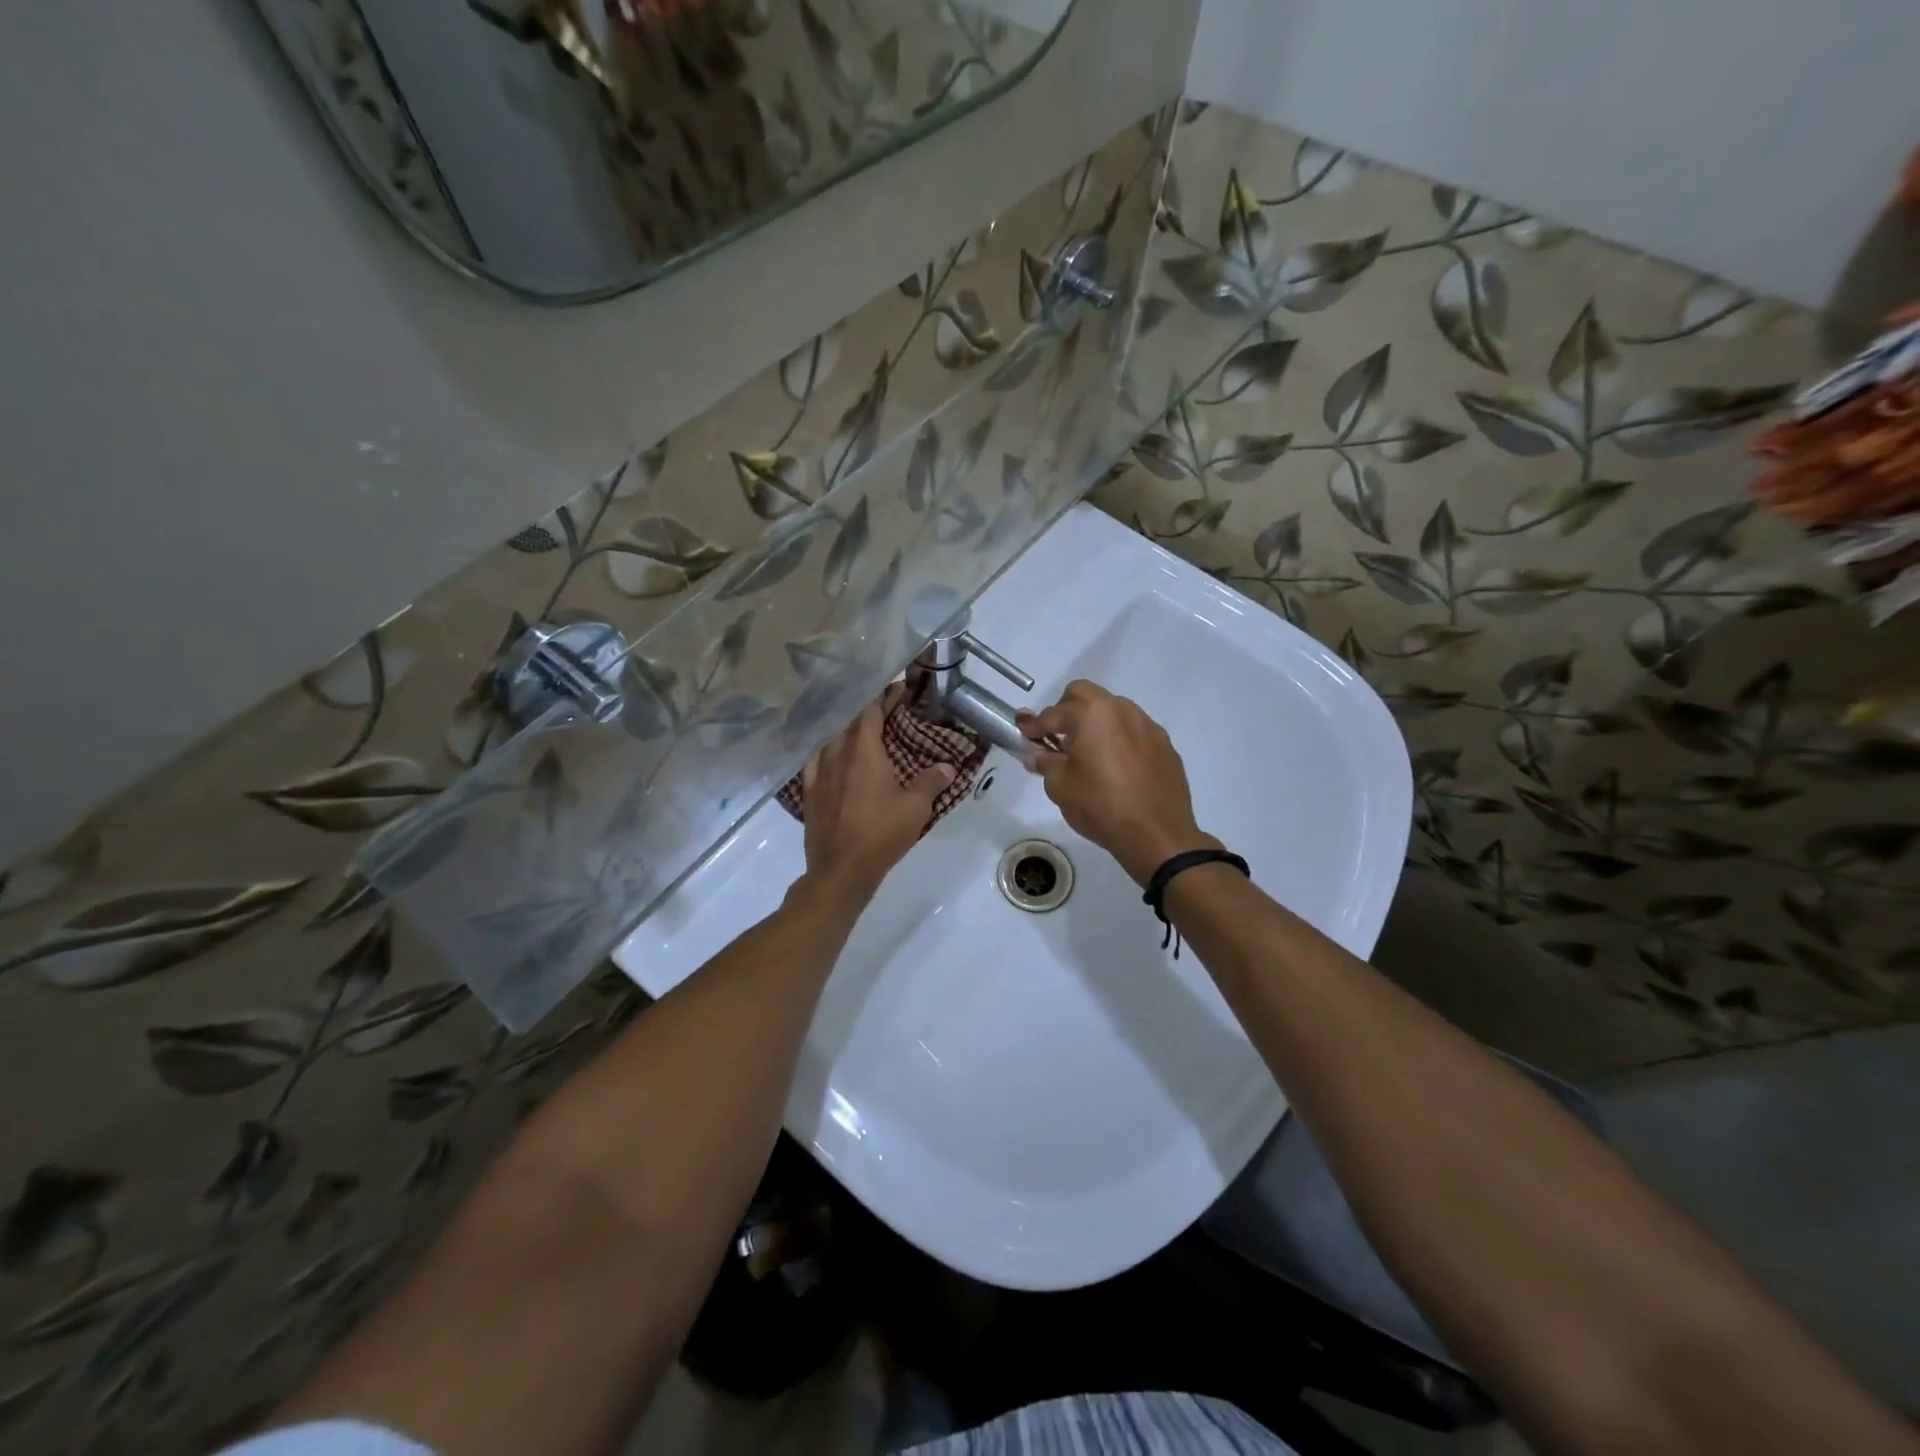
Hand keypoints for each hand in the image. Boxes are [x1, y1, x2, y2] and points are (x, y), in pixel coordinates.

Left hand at [797, 684, 953, 904]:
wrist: (841, 870)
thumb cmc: (881, 834)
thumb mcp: (916, 808)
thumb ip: (931, 782)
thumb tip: (947, 766)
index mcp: (863, 751)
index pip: (870, 711)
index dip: (883, 696)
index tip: (897, 688)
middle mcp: (837, 754)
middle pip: (849, 721)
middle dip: (867, 711)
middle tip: (885, 709)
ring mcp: (819, 773)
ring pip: (830, 739)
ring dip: (845, 730)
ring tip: (860, 731)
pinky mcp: (810, 793)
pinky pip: (816, 761)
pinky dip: (826, 752)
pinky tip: (832, 758)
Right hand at [1018, 680, 1217, 885]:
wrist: (1157, 835)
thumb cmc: (1100, 807)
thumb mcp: (1060, 786)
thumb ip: (1045, 763)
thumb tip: (1035, 754)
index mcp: (1092, 715)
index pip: (1053, 713)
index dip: (1034, 726)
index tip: (1025, 735)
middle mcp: (1122, 710)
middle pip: (1085, 694)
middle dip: (1065, 710)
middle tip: (1057, 737)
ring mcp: (1147, 725)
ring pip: (1113, 710)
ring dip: (1096, 723)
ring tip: (1089, 753)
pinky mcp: (1165, 745)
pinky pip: (1135, 731)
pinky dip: (1120, 739)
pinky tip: (1117, 767)